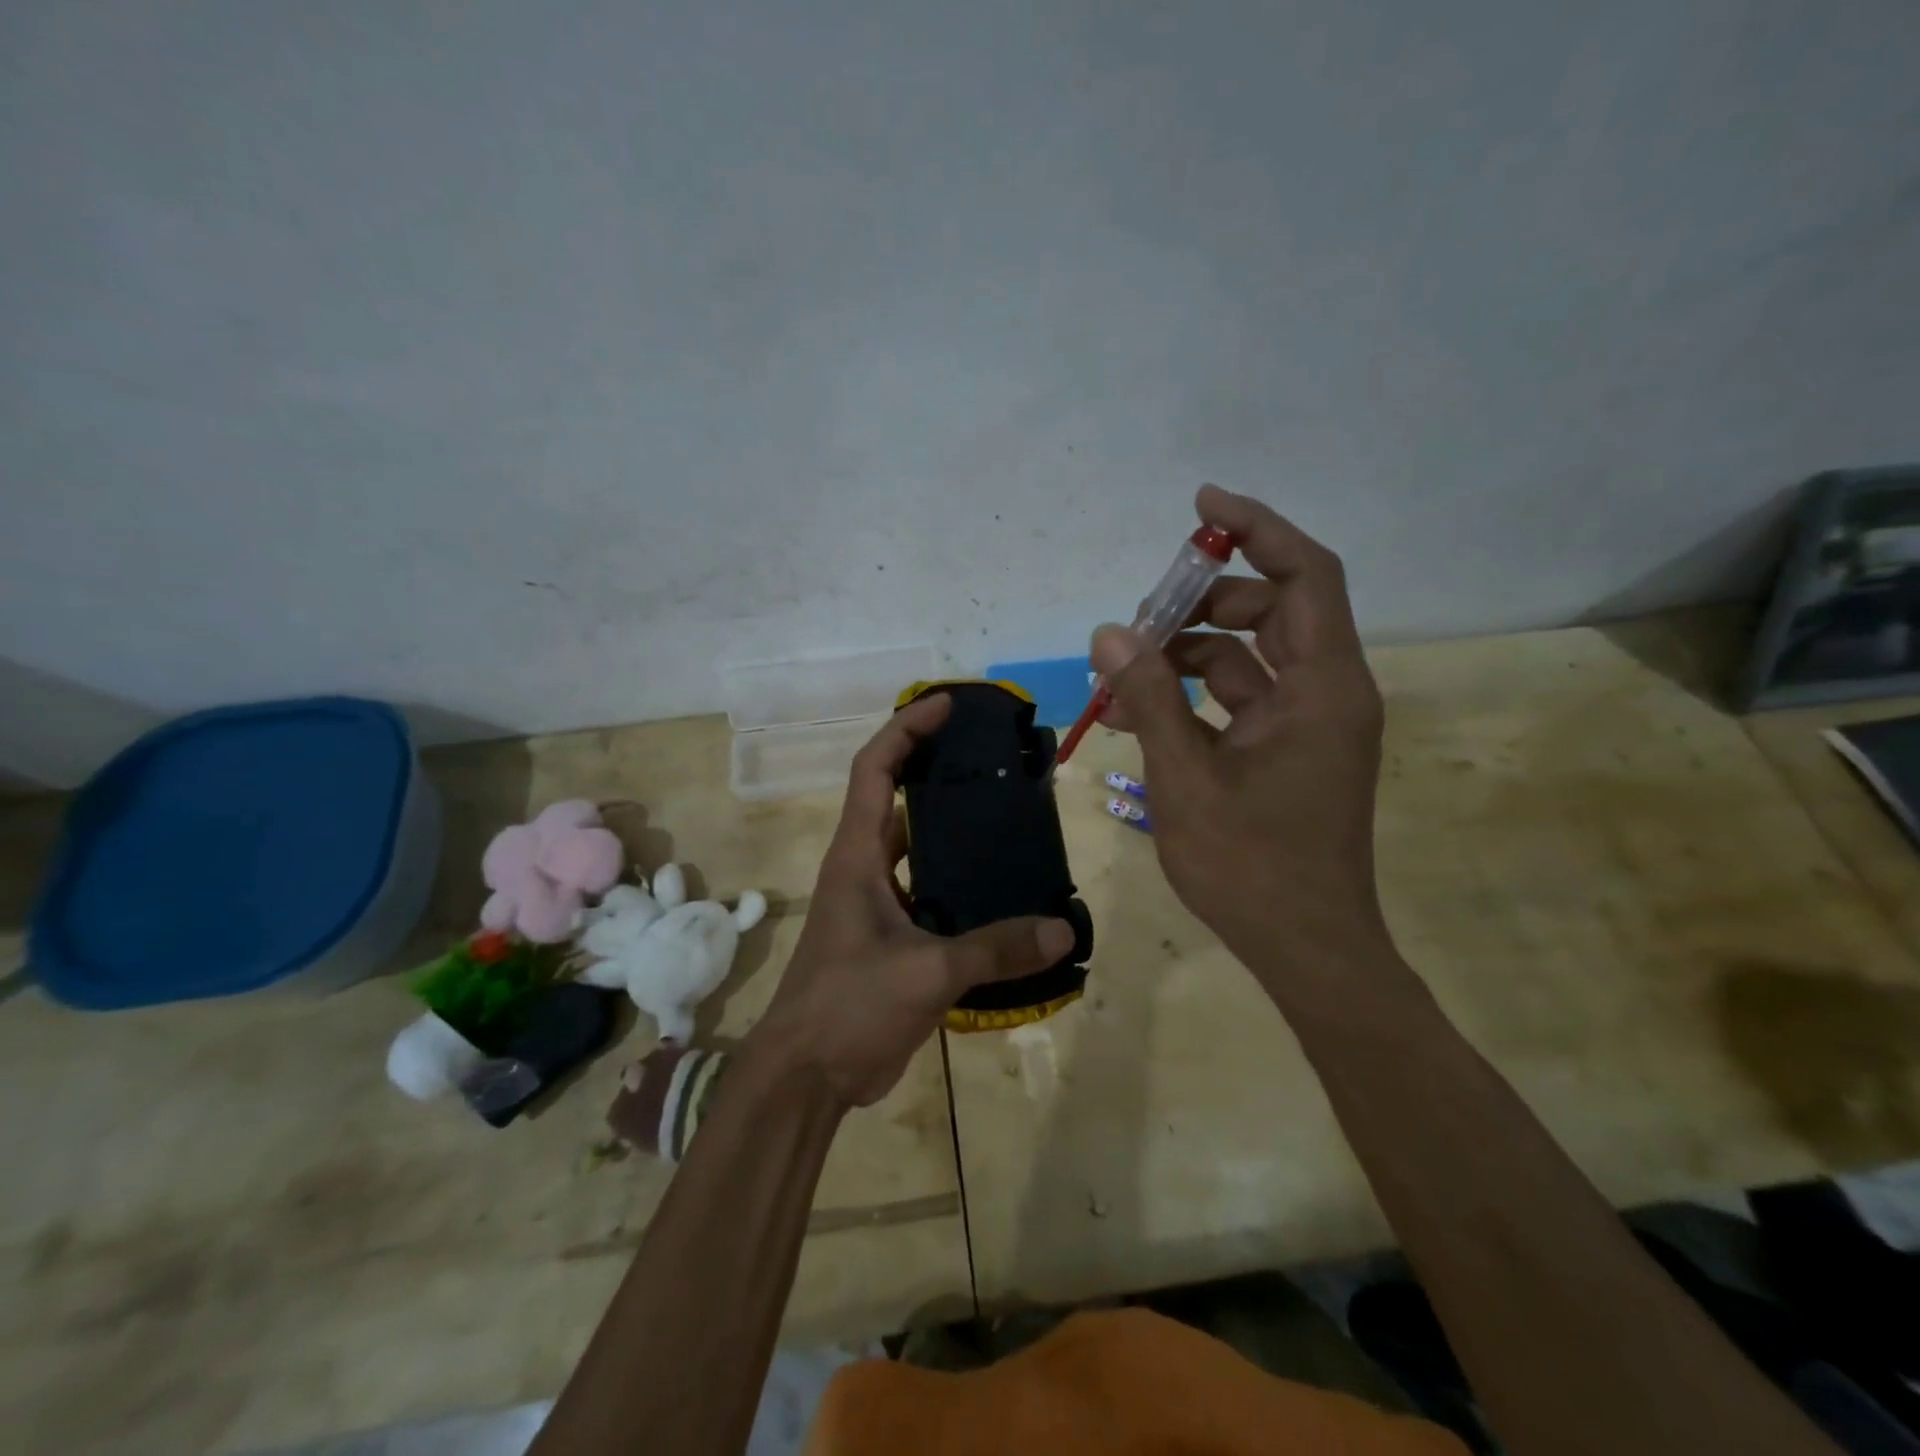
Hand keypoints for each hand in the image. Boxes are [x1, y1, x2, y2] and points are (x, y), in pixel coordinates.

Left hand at [748, 694, 1074, 1108]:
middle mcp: (863, 868)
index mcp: (857, 855)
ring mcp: (875, 904)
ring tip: (1006, 813)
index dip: (905, 729)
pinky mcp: (890, 937)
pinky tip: (1001, 888)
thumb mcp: (926, 972)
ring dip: (950, 827)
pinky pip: (928, 892)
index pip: (874, 769)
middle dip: (934, 767)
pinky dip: (958, 881)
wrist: (806, 1077)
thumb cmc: (848, 1007)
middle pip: (895, 797)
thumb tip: (1062, 931)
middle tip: (990, 756)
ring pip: (914, 846)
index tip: (945, 705)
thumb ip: (995, 949)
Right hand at [1091, 485, 1387, 973]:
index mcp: (1323, 688)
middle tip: (1140, 619)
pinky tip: (1140, 713)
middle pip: (1272, 610)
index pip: (1305, 575)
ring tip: (1124, 675)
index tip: (1201, 505)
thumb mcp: (1186, 778)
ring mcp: (1311, 724)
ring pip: (1250, 657)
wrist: (1308, 948)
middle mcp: (1328, 693)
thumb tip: (1109, 632)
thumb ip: (1148, 698)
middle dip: (1204, 602)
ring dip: (1189, 654)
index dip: (1257, 528)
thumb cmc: (1251, 867)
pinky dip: (1195, 696)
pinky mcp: (1292, 750)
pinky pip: (1242, 699)